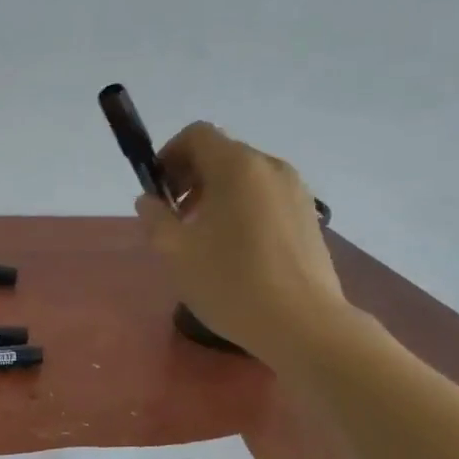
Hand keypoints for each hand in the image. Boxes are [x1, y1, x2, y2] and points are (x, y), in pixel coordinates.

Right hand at [137, 121, 351, 360]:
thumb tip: (149, 200)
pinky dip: (242, 209)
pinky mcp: (308, 217)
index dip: (169, 155)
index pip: (197, 135)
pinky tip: (235, 251)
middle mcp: (270, 168)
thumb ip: (155, 218)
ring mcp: (296, 191)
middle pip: (222, 154)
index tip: (158, 192)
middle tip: (175, 219)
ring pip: (245, 178)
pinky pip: (266, 198)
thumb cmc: (230, 283)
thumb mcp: (175, 252)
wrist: (301, 323)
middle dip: (191, 178)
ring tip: (204, 238)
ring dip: (216, 195)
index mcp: (237, 167)